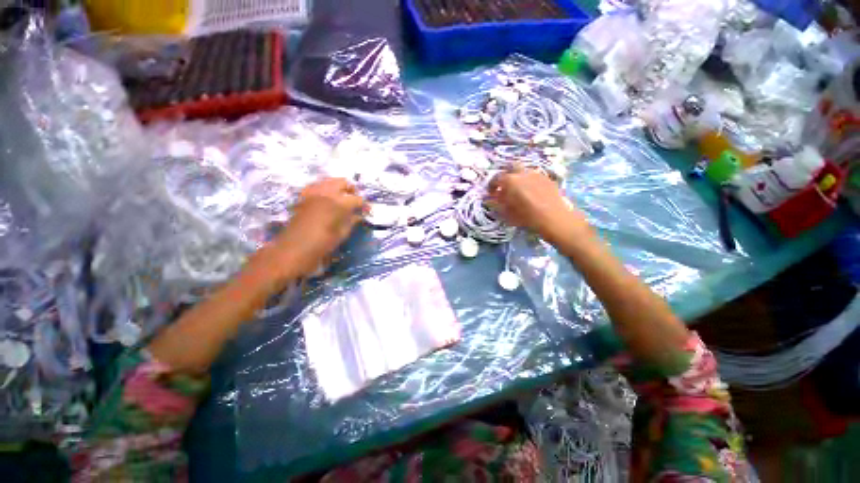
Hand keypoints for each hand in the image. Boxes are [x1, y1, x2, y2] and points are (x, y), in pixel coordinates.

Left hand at [260, 178, 364, 279]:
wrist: (292, 250)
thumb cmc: (321, 245)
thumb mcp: (341, 234)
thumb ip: (352, 221)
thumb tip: (359, 215)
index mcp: (338, 203)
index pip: (357, 199)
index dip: (364, 205)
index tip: (367, 211)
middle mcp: (325, 193)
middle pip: (343, 182)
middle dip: (351, 190)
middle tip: (355, 202)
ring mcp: (312, 193)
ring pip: (329, 181)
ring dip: (338, 188)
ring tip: (342, 200)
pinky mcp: (303, 197)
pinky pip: (316, 186)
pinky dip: (324, 189)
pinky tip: (327, 200)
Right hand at [489, 168, 590, 243]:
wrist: (554, 218)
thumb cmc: (526, 217)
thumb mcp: (507, 213)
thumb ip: (496, 204)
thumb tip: (490, 199)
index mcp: (510, 180)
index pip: (496, 178)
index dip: (491, 185)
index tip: (491, 193)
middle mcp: (523, 173)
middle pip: (511, 167)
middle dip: (506, 175)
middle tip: (505, 187)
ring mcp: (537, 174)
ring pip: (524, 171)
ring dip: (518, 178)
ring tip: (518, 191)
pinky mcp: (548, 179)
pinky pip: (534, 177)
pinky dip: (529, 182)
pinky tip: (531, 193)